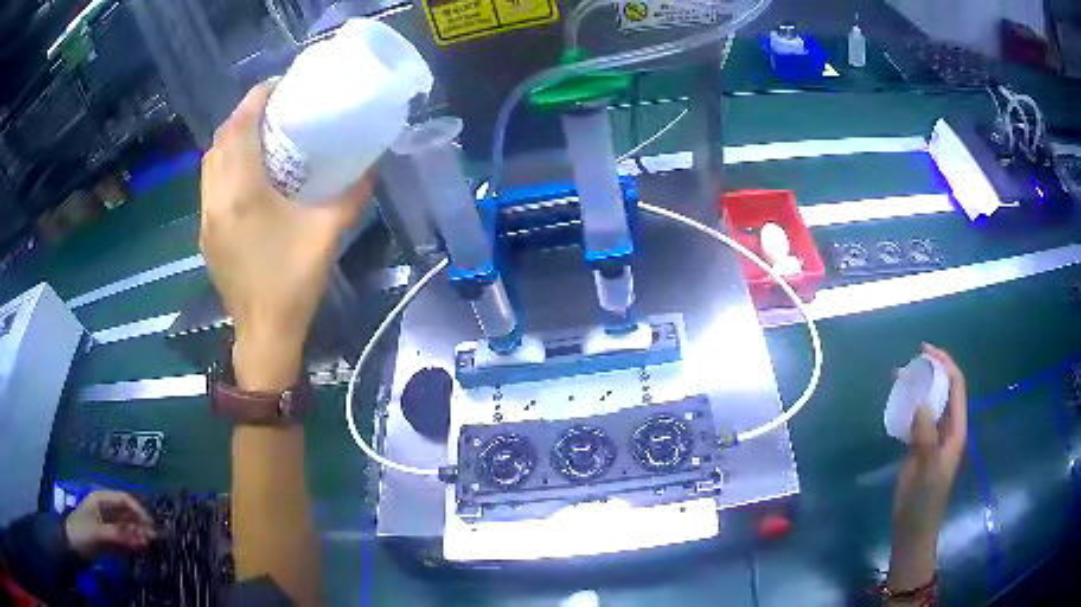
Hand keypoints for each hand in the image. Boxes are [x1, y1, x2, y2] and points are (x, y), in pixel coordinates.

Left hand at [65, 491, 156, 558]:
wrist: (72, 545)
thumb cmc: (82, 532)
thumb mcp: (99, 533)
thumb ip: (119, 535)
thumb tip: (142, 538)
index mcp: (101, 499)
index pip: (124, 499)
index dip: (139, 511)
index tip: (152, 527)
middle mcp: (105, 508)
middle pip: (127, 513)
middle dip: (141, 525)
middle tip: (155, 540)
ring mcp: (107, 523)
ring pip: (127, 527)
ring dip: (139, 535)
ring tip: (150, 547)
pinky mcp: (109, 537)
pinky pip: (125, 538)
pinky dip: (134, 543)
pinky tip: (141, 551)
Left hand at [199, 82, 372, 390]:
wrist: (265, 332)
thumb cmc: (293, 281)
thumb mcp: (327, 234)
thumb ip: (351, 194)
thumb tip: (371, 164)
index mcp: (243, 192)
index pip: (239, 129)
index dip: (255, 100)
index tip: (277, 86)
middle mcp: (217, 199)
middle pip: (219, 141)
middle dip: (241, 116)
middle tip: (270, 109)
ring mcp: (206, 218)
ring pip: (209, 163)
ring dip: (229, 140)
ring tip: (256, 135)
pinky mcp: (206, 234)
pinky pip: (209, 185)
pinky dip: (223, 165)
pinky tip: (244, 174)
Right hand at [887, 343, 967, 592]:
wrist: (913, 527)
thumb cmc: (925, 500)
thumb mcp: (928, 468)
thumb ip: (926, 435)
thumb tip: (920, 401)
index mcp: (956, 429)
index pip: (956, 387)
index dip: (945, 364)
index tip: (926, 351)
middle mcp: (947, 427)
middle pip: (944, 390)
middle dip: (931, 371)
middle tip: (910, 361)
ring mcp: (933, 437)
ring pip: (929, 402)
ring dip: (918, 386)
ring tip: (899, 375)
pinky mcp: (918, 447)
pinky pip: (916, 417)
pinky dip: (908, 404)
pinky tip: (897, 401)